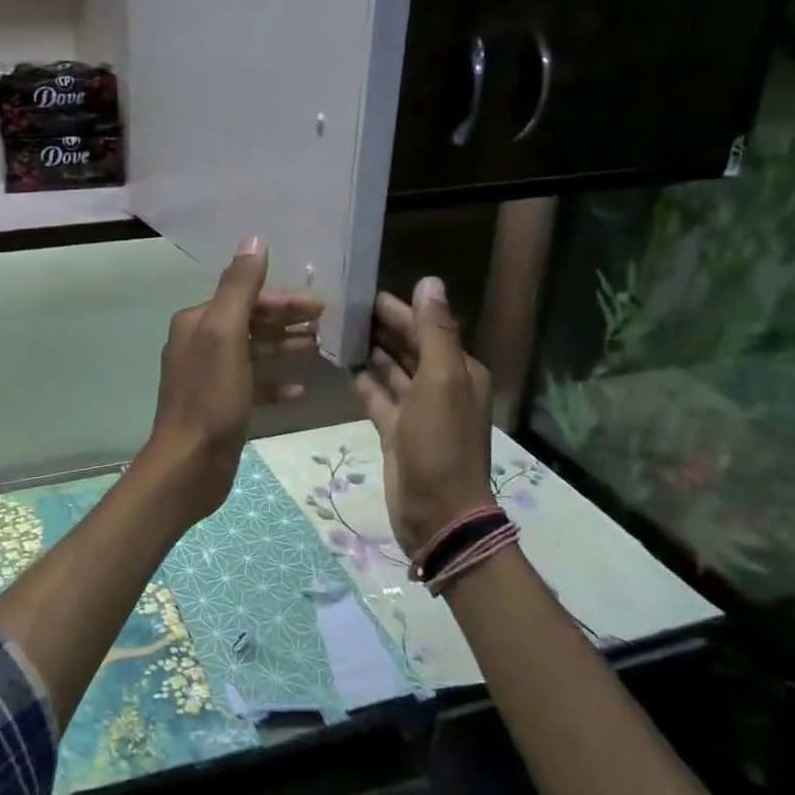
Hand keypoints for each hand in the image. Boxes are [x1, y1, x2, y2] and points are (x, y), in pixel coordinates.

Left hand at [145, 237, 323, 522]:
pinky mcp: (221, 407)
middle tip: (326, 324)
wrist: (189, 464)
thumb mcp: (225, 335)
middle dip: (286, 321)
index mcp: (197, 323)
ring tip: (319, 349)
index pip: (245, 298)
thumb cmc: (210, 397)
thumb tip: (254, 239)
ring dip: (284, 348)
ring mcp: (209, 378)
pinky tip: (300, 390)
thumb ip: (240, 288)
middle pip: (250, 323)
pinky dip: (275, 383)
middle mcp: (199, 344)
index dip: (283, 300)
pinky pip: (253, 386)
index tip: (321, 306)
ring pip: (253, 353)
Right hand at [353, 277, 493, 558]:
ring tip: (336, 330)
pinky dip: (363, 381)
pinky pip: (378, 396)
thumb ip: (434, 332)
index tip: (361, 292)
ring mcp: (417, 411)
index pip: (425, 328)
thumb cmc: (440, 444)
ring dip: (370, 351)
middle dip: (380, 327)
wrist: (436, 512)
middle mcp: (440, 386)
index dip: (397, 309)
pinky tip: (342, 365)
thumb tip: (429, 281)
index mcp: (458, 371)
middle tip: (340, 307)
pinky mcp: (396, 431)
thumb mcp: (441, 382)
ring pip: (391, 370)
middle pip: (408, 346)